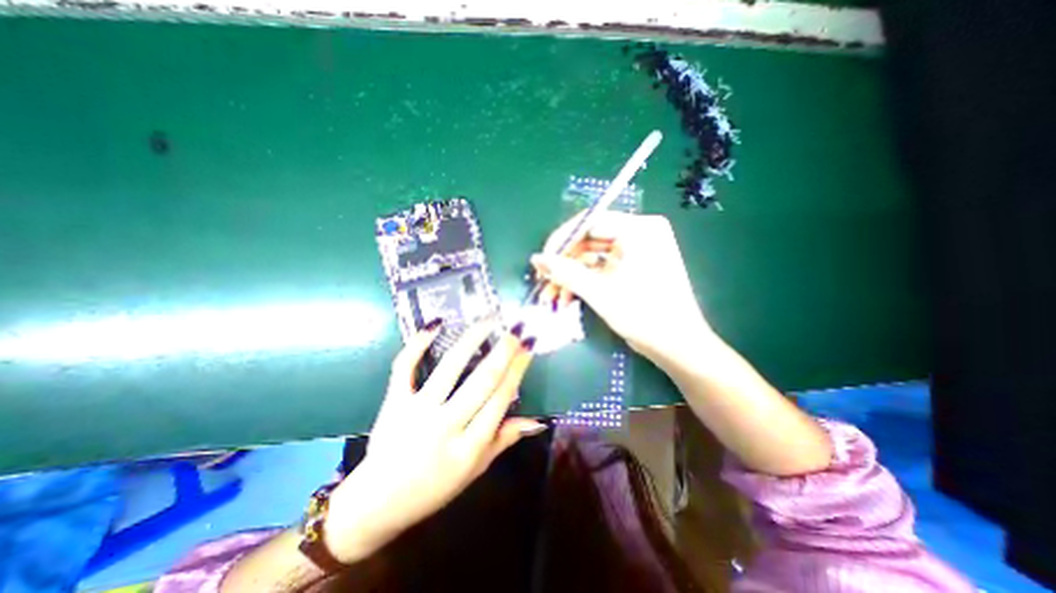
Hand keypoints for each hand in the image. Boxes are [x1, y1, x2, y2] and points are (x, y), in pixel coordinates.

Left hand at [324, 322, 543, 562]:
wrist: (376, 504)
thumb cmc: (433, 488)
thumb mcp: (475, 470)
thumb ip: (504, 440)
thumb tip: (536, 420)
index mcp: (469, 447)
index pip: (500, 399)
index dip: (517, 369)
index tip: (528, 346)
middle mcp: (445, 425)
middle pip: (481, 380)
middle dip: (503, 350)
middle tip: (517, 328)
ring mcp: (416, 411)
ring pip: (449, 367)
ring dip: (472, 339)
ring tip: (488, 319)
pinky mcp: (394, 403)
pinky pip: (405, 367)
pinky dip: (418, 344)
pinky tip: (436, 324)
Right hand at [533, 211, 713, 362]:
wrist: (677, 346)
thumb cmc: (644, 315)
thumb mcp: (600, 292)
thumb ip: (566, 272)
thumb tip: (536, 258)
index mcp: (639, 229)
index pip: (590, 222)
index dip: (562, 239)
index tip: (542, 260)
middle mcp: (639, 233)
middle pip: (590, 240)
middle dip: (565, 263)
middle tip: (544, 281)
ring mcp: (637, 251)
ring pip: (593, 256)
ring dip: (572, 275)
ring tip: (552, 296)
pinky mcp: (633, 267)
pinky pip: (602, 268)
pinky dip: (585, 281)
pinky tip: (568, 298)